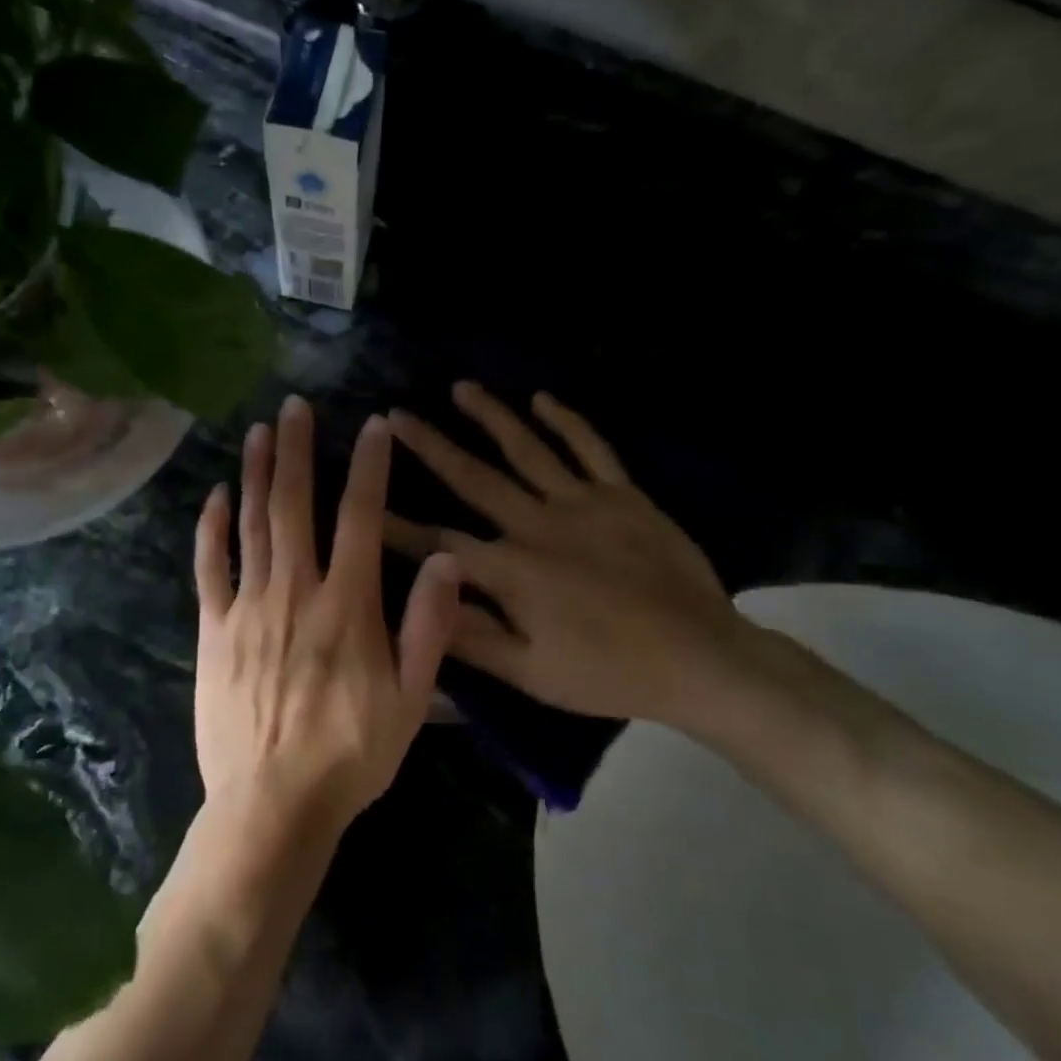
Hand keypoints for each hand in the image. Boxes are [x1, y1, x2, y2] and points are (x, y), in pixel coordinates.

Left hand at [193, 396, 462, 839]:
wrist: (273, 806)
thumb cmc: (351, 754)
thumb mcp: (412, 700)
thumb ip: (429, 627)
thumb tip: (447, 561)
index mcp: (347, 606)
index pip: (361, 518)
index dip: (368, 467)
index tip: (371, 425)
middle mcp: (295, 592)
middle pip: (296, 506)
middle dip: (298, 450)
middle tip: (294, 405)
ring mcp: (248, 608)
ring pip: (252, 525)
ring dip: (256, 474)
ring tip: (259, 431)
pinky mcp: (214, 629)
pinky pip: (210, 568)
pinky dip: (212, 529)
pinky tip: (216, 497)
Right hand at [385, 383, 768, 732]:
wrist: (699, 658)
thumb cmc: (609, 672)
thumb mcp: (532, 672)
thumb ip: (472, 636)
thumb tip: (420, 602)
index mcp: (512, 569)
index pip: (438, 543)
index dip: (395, 524)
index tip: (361, 498)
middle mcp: (538, 524)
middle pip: (475, 477)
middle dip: (431, 445)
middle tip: (397, 415)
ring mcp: (583, 502)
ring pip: (528, 449)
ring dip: (492, 416)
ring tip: (461, 388)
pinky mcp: (624, 495)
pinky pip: (591, 448)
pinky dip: (567, 420)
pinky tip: (542, 398)